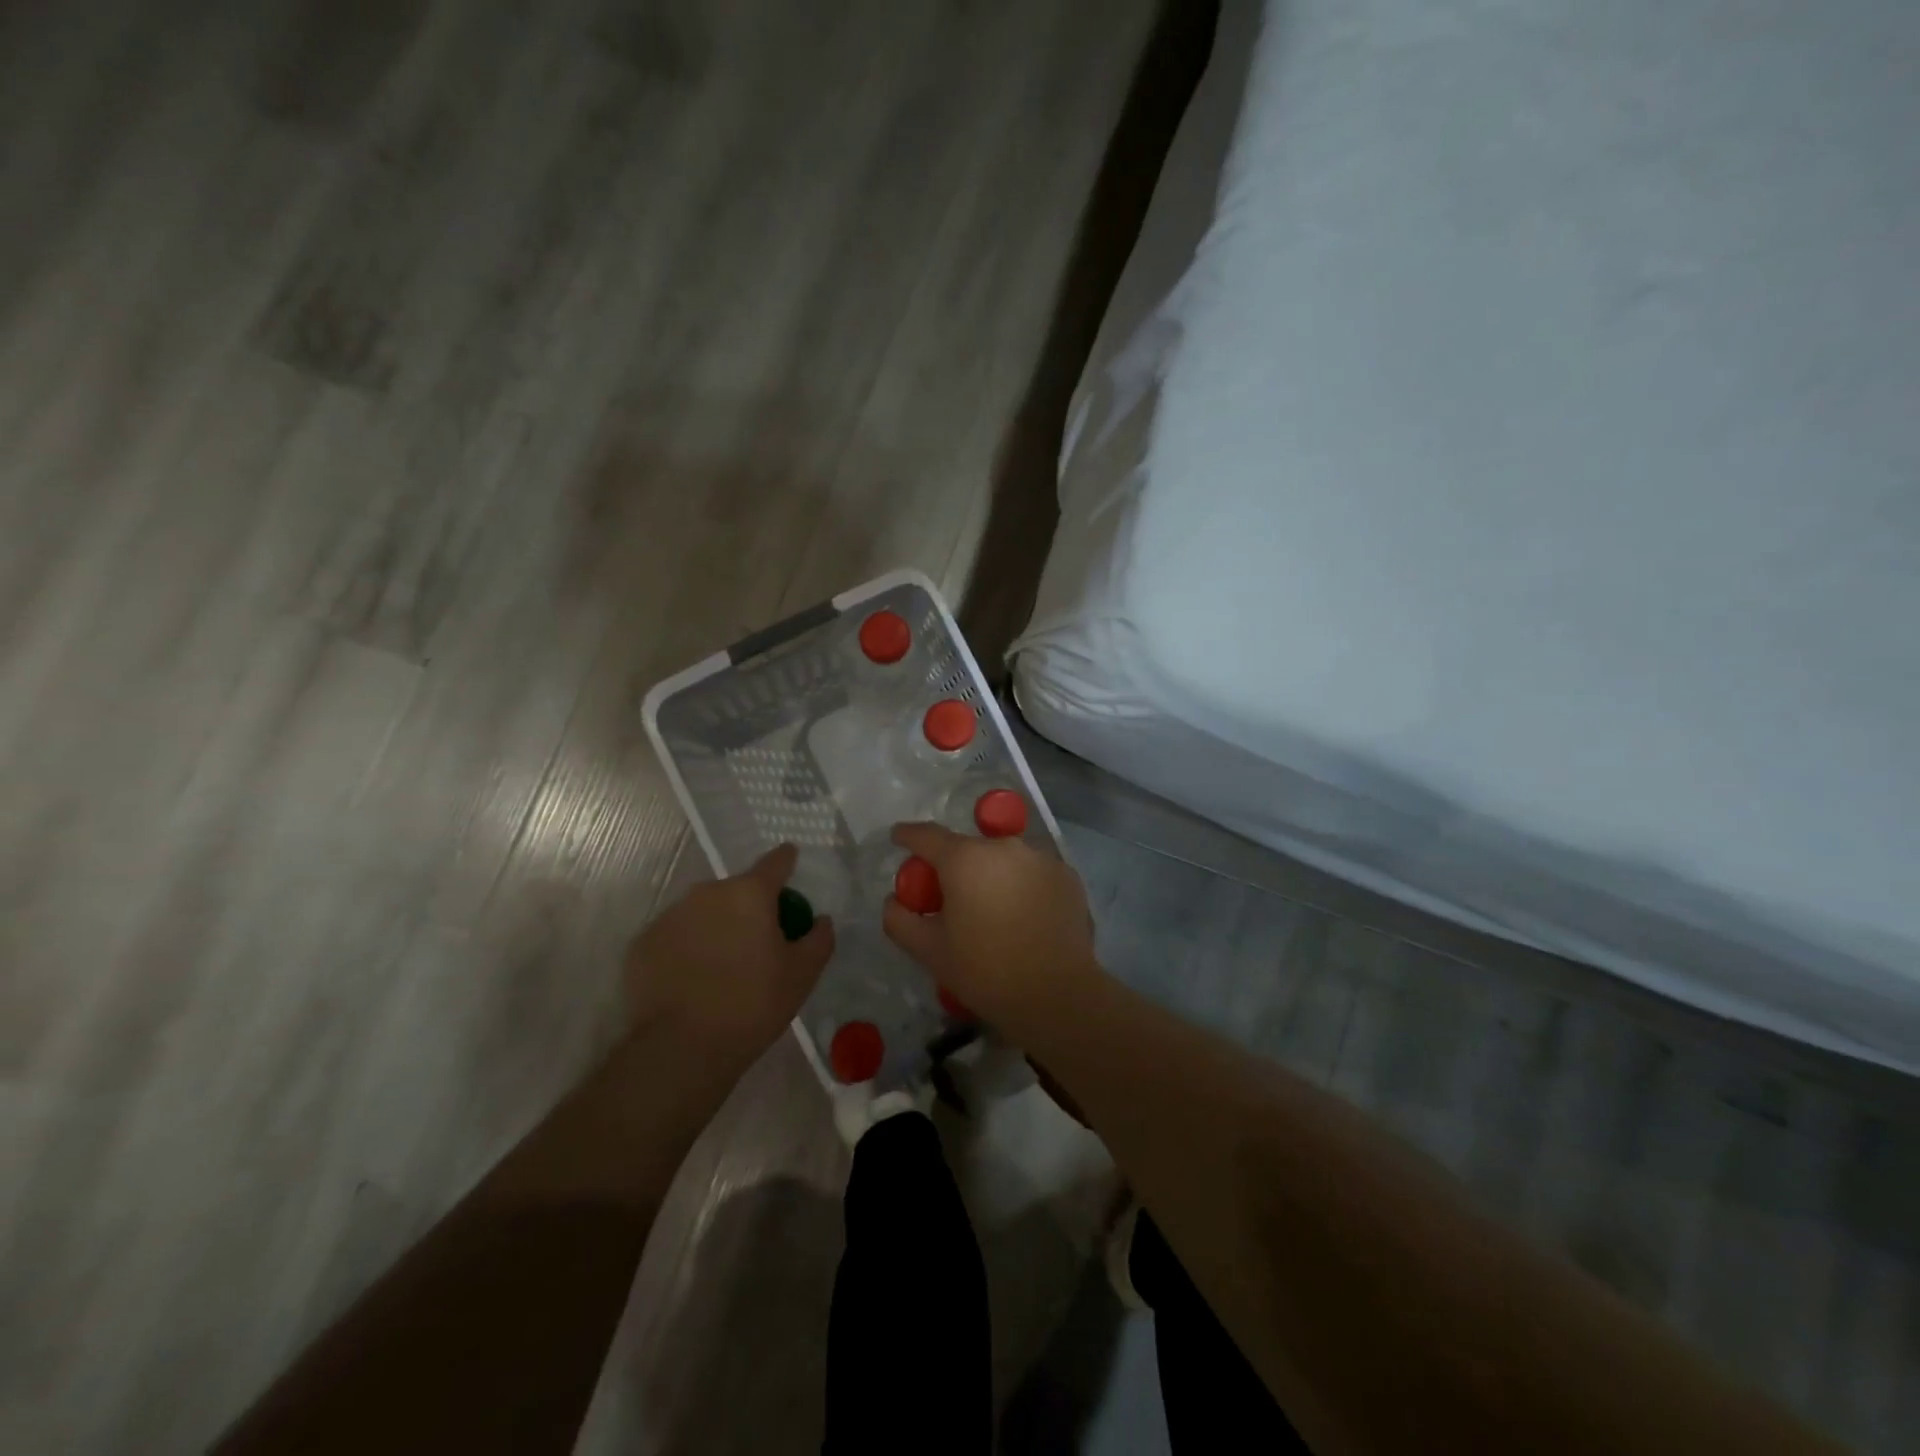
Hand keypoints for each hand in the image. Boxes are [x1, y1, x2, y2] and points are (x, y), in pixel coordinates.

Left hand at [624, 844, 834, 1072]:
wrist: (680, 1048)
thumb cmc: (752, 1004)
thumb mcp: (802, 975)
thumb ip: (818, 939)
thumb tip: (820, 920)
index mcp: (750, 893)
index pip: (776, 862)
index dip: (786, 861)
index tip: (790, 862)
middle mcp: (707, 893)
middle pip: (737, 890)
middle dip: (749, 908)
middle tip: (758, 943)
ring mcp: (670, 916)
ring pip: (703, 912)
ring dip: (716, 927)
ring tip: (722, 967)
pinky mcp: (642, 943)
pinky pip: (674, 936)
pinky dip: (686, 949)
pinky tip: (692, 981)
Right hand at [882, 822, 1102, 1040]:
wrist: (1057, 995)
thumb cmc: (985, 971)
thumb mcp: (930, 952)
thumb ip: (900, 920)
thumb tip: (893, 900)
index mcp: (965, 859)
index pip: (927, 835)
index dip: (908, 836)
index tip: (898, 838)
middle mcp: (1003, 846)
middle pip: (969, 848)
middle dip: (955, 866)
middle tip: (950, 897)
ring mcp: (1040, 858)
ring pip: (1004, 859)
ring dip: (992, 875)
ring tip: (993, 910)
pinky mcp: (1067, 875)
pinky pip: (1033, 872)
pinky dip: (1023, 885)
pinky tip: (1024, 916)